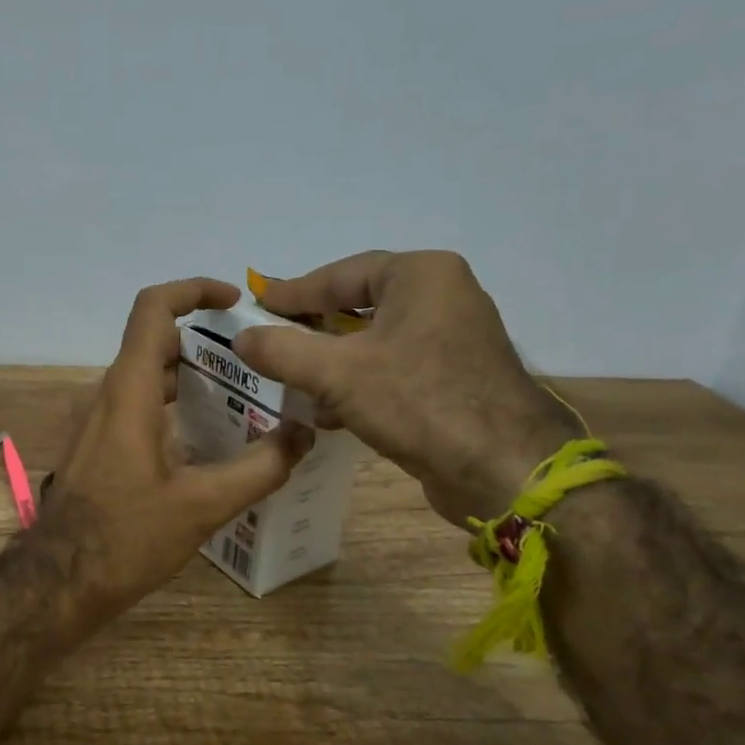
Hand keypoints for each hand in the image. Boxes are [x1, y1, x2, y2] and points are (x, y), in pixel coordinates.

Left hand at [37, 278, 312, 624]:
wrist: (60, 580)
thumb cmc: (126, 536)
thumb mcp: (203, 505)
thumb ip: (259, 468)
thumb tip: (302, 436)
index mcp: (129, 391)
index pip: (153, 309)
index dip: (192, 290)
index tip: (233, 301)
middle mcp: (108, 394)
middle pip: (156, 342)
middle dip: (205, 341)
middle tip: (255, 360)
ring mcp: (98, 420)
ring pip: (147, 375)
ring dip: (190, 375)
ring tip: (242, 395)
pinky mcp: (98, 444)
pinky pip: (137, 403)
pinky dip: (173, 402)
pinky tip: (207, 436)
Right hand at [232, 251, 579, 526]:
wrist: (504, 470)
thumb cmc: (419, 402)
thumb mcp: (338, 373)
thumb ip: (282, 350)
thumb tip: (240, 337)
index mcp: (420, 275)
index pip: (340, 274)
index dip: (293, 292)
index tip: (257, 304)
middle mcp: (442, 296)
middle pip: (358, 306)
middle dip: (312, 329)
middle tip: (271, 339)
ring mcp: (453, 338)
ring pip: (374, 342)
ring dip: (331, 362)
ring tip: (291, 381)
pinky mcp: (456, 378)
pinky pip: (394, 368)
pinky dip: (359, 383)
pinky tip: (328, 412)